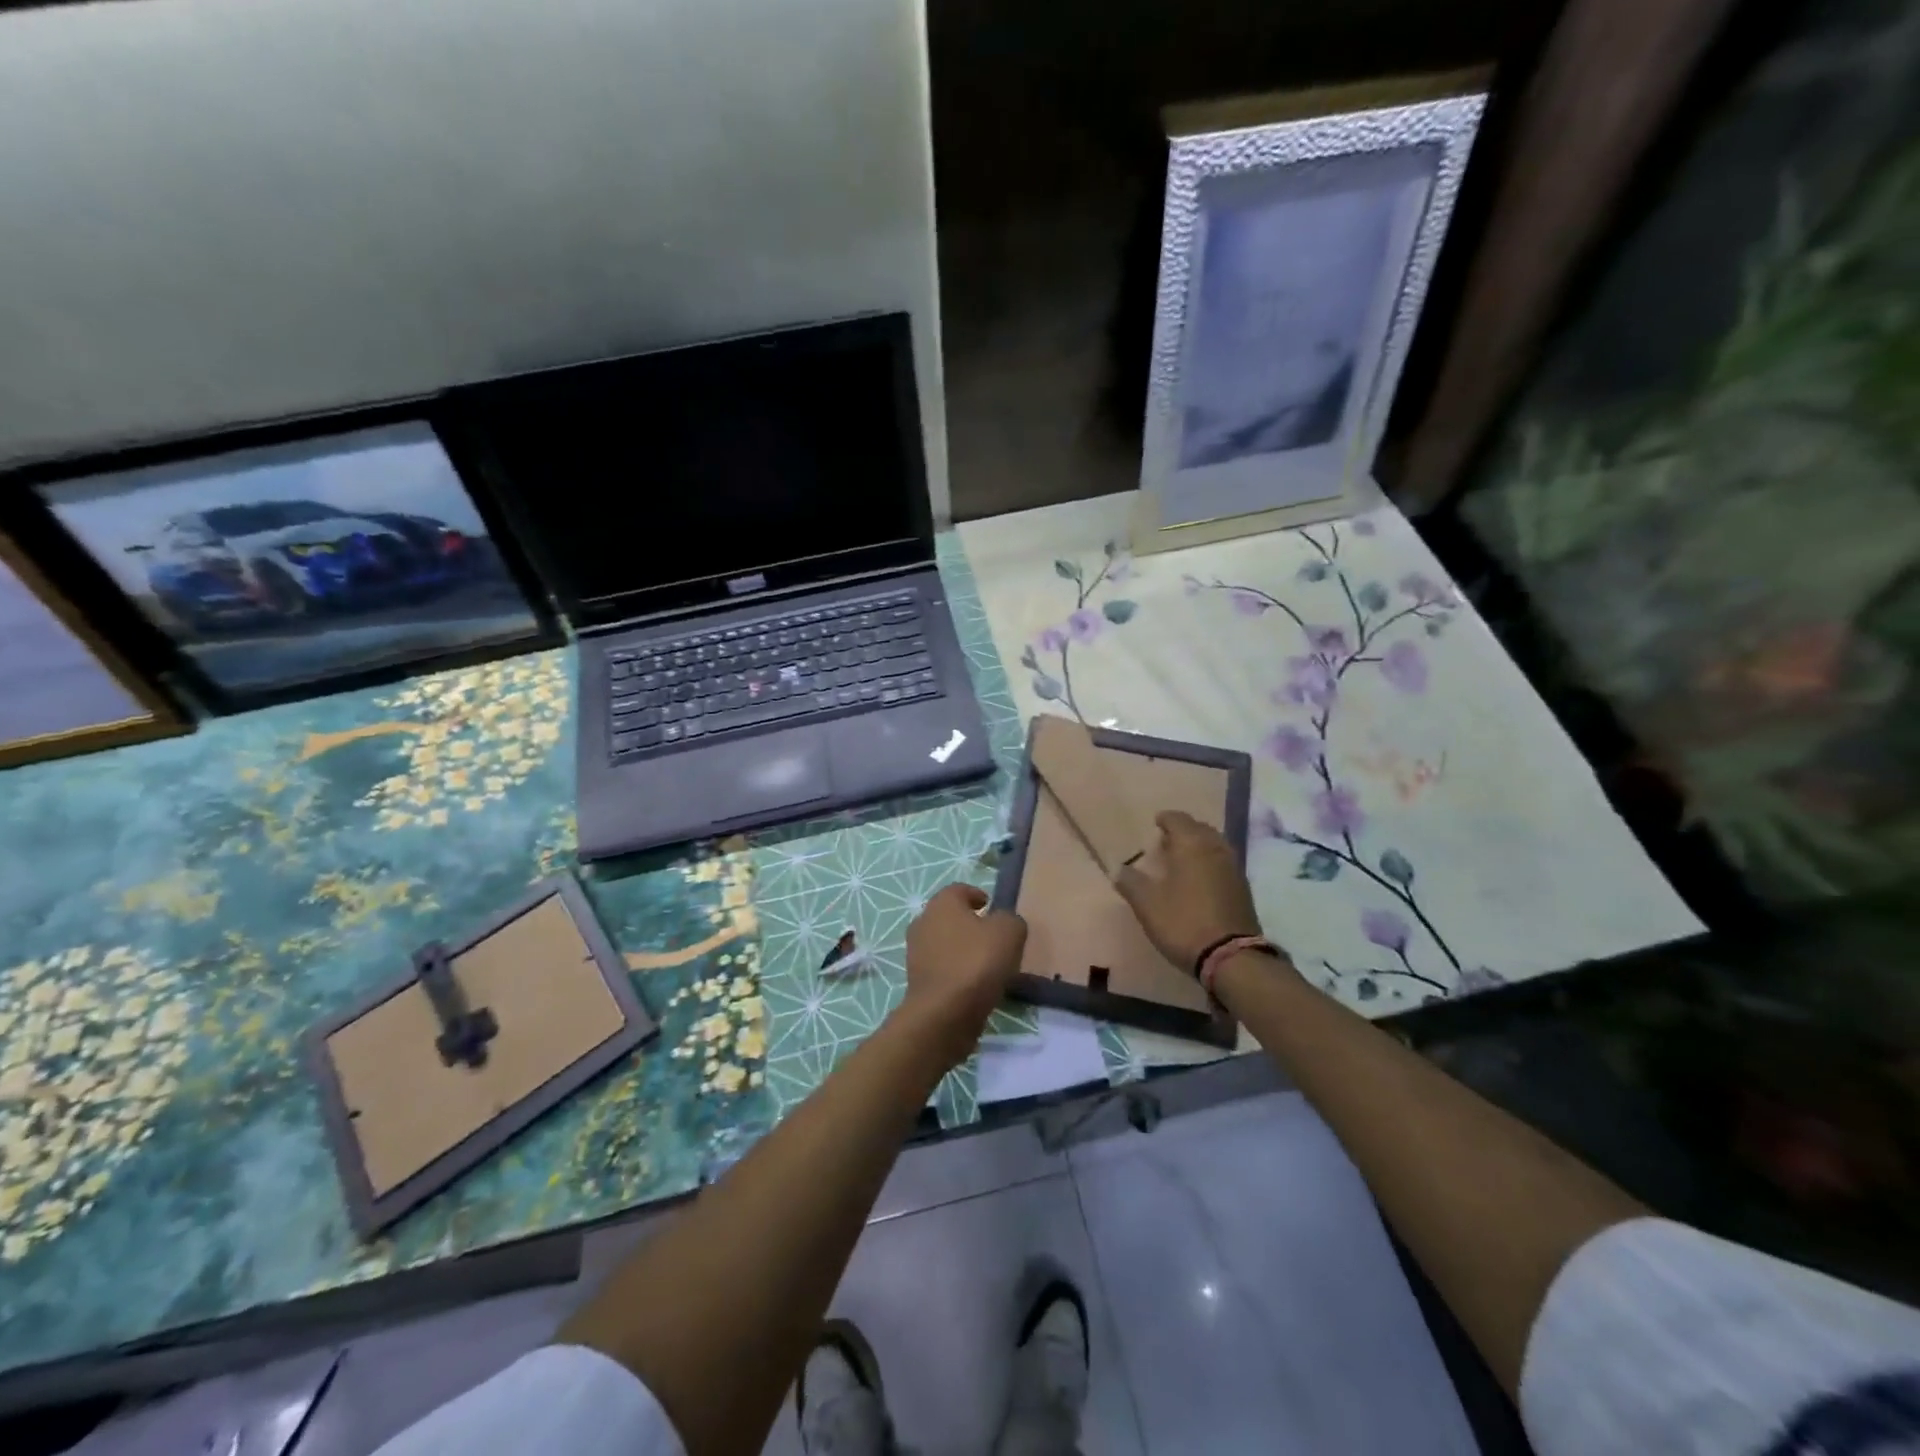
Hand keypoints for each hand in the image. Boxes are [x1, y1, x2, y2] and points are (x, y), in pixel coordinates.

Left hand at [901, 884, 1027, 1065]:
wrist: (943, 1014)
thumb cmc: (976, 963)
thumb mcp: (1008, 932)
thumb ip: (1010, 919)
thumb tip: (1004, 922)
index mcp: (942, 903)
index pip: (959, 890)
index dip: (977, 895)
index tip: (992, 906)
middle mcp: (923, 922)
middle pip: (950, 916)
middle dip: (970, 923)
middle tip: (994, 937)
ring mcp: (917, 953)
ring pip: (945, 943)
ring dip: (963, 949)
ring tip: (988, 964)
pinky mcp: (918, 981)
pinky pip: (943, 968)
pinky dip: (957, 972)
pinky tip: (976, 985)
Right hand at [1114, 811, 1262, 971]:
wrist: (1230, 957)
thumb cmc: (1183, 922)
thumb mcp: (1147, 904)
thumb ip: (1130, 882)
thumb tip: (1118, 868)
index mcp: (1192, 845)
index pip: (1178, 819)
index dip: (1165, 819)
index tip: (1155, 823)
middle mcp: (1216, 849)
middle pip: (1200, 829)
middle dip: (1184, 831)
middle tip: (1166, 841)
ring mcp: (1233, 868)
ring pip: (1215, 845)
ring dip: (1199, 846)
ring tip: (1182, 858)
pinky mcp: (1243, 889)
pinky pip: (1223, 863)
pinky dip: (1210, 862)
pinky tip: (1200, 879)